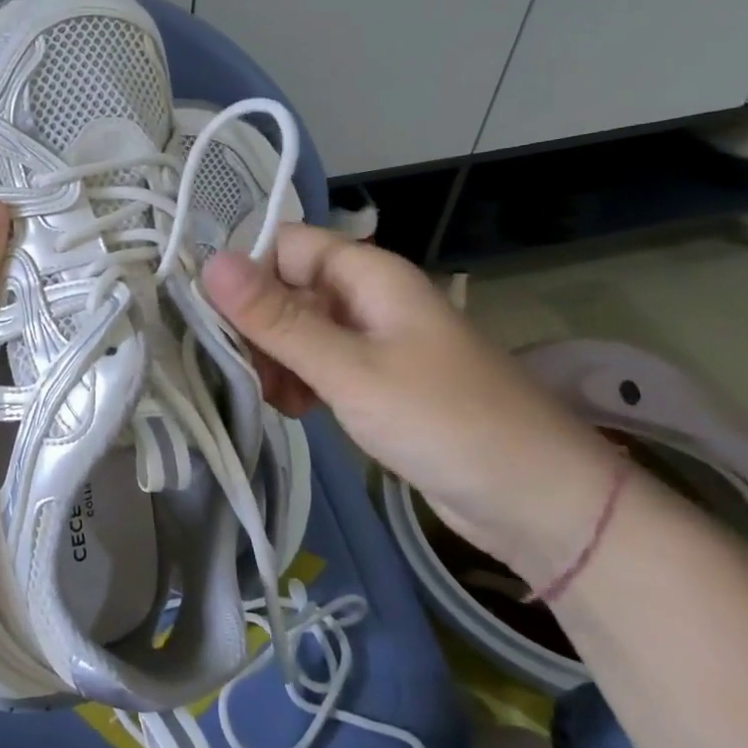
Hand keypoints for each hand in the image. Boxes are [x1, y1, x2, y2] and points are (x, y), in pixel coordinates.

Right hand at [202, 224, 615, 575]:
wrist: (539, 503)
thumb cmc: (445, 421)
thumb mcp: (349, 369)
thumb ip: (277, 319)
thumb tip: (208, 263)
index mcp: (367, 274)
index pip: (284, 244)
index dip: (246, 272)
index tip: (215, 321)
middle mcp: (366, 297)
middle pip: (286, 287)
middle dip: (257, 326)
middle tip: (245, 372)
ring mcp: (371, 340)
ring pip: (297, 330)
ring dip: (274, 359)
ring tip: (272, 399)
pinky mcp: (375, 381)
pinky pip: (318, 364)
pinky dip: (298, 382)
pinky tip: (295, 411)